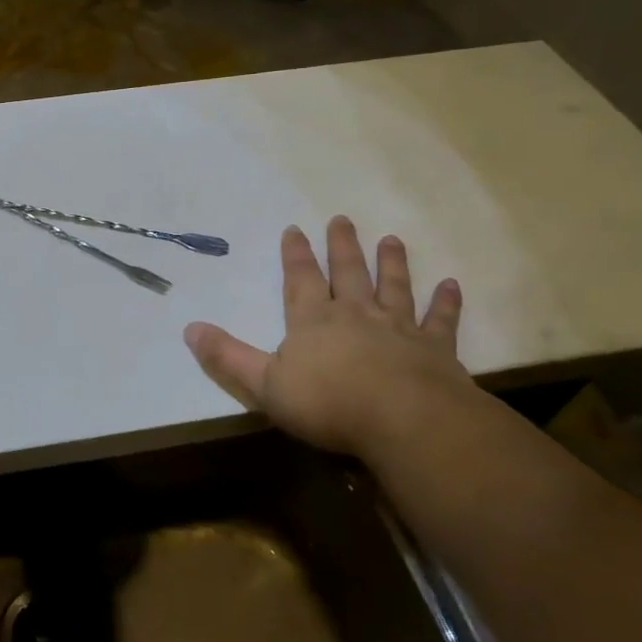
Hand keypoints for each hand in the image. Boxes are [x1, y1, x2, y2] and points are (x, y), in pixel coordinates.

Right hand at [184, 217, 470, 455]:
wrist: (404, 422)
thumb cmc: (328, 404)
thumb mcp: (264, 384)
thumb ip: (227, 356)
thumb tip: (189, 328)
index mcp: (313, 321)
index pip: (301, 279)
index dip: (296, 255)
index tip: (295, 229)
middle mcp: (356, 315)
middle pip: (348, 273)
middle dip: (343, 246)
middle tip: (342, 219)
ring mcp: (399, 329)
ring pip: (394, 287)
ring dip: (392, 263)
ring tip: (392, 239)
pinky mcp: (436, 350)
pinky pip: (440, 320)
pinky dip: (445, 303)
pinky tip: (451, 285)